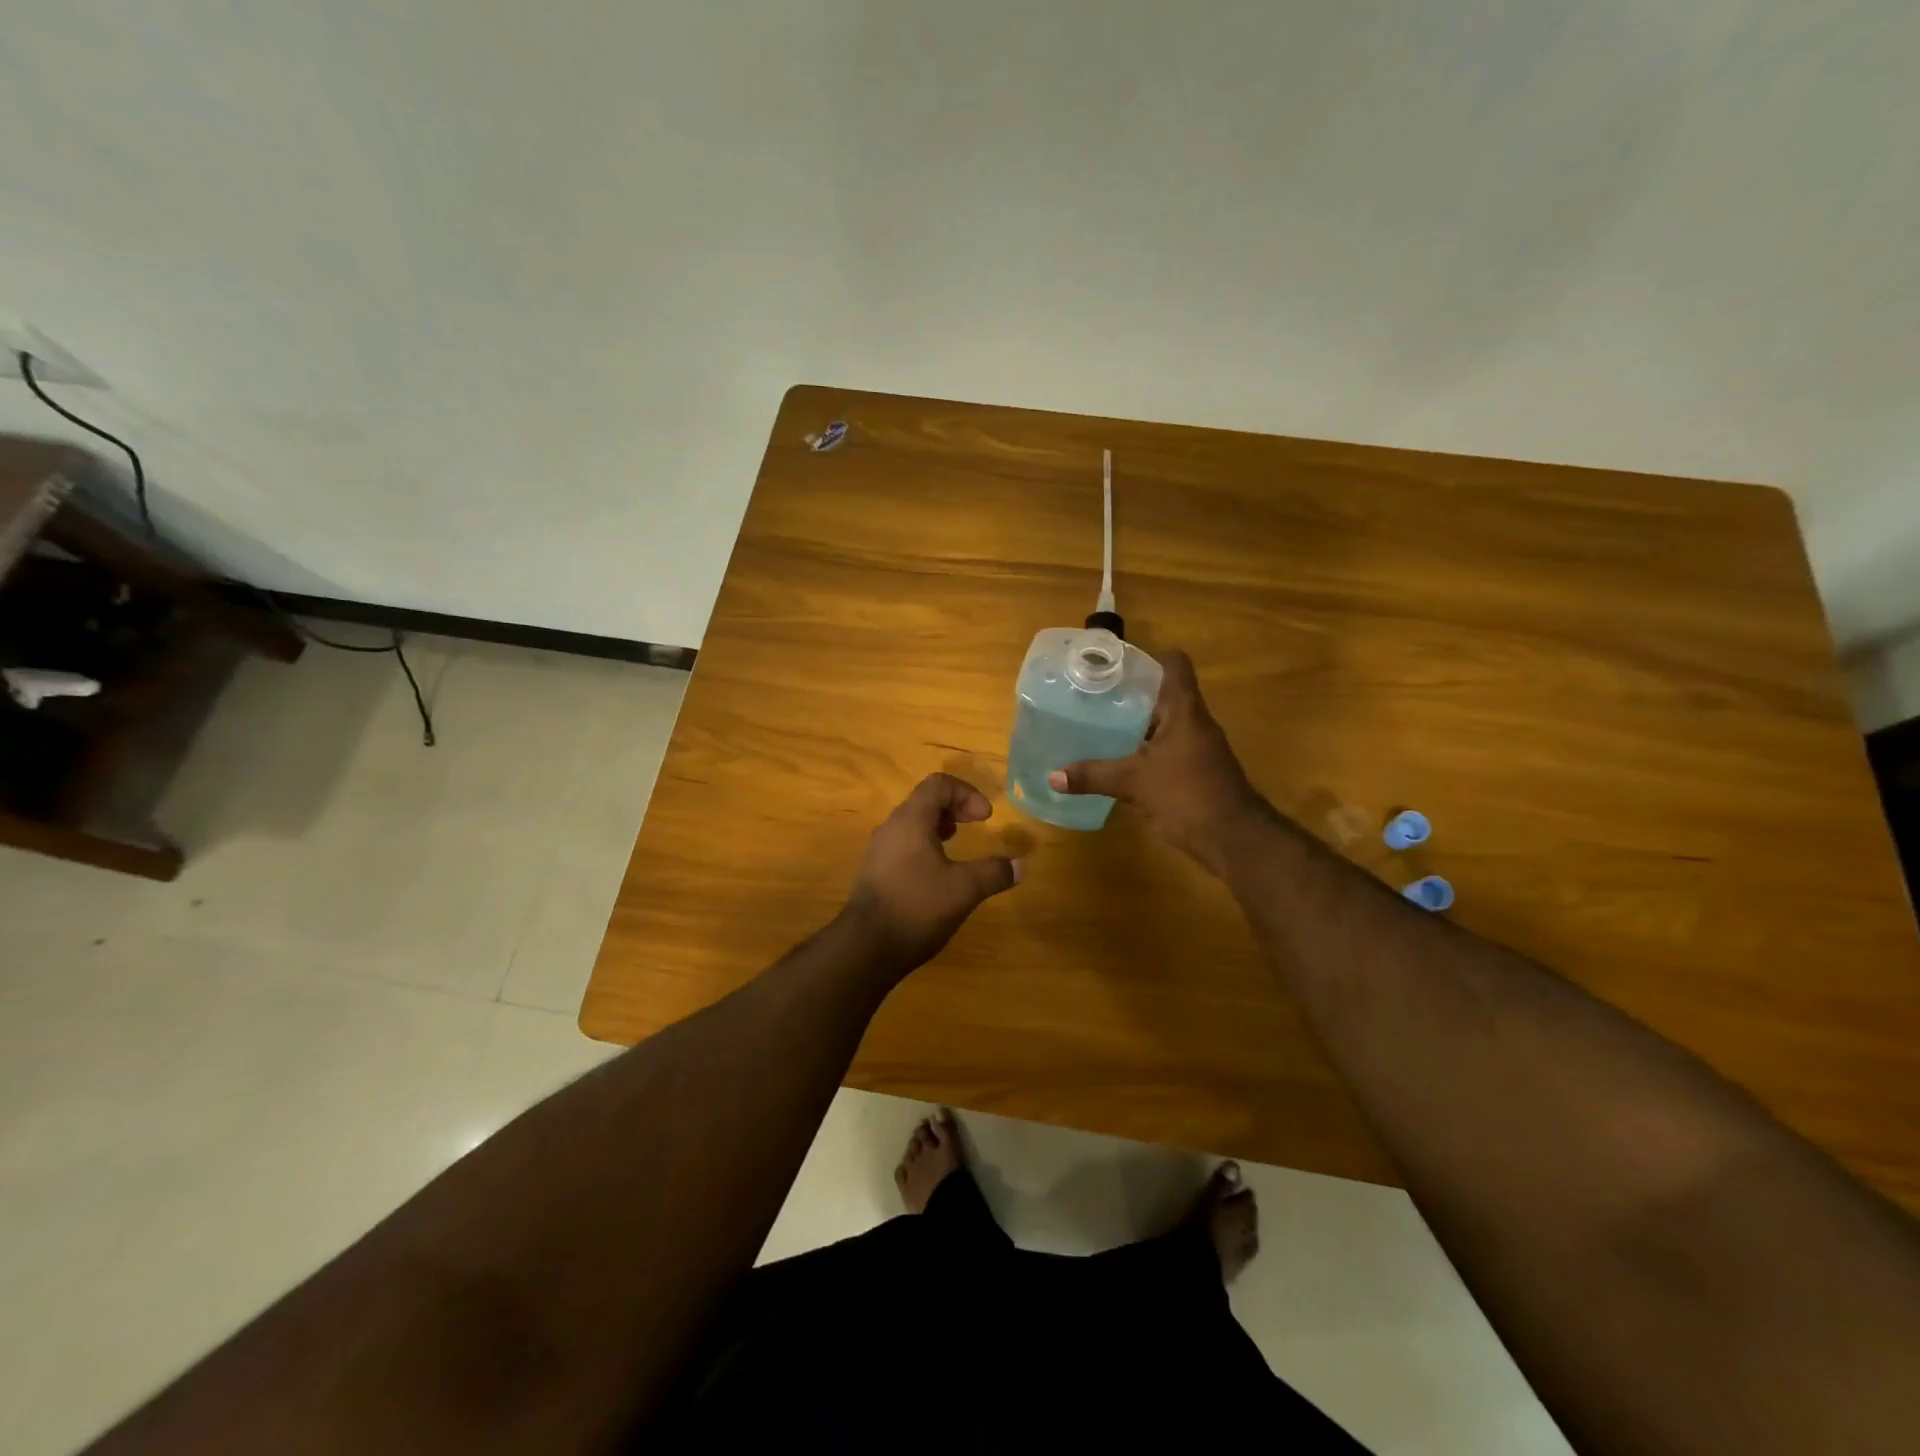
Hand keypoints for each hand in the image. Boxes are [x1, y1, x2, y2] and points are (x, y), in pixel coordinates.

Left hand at [844, 773, 1022, 974]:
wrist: (867, 947)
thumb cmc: (917, 907)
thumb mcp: (964, 889)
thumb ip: (994, 873)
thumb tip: (1021, 865)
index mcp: (911, 820)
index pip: (939, 784)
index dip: (967, 793)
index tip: (985, 818)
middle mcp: (891, 827)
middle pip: (925, 800)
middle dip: (955, 808)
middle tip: (977, 824)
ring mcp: (880, 850)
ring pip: (913, 823)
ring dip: (939, 826)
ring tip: (957, 844)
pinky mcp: (875, 871)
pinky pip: (903, 844)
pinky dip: (925, 845)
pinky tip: (937, 873)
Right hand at [1048, 649, 1266, 874]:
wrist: (1235, 839)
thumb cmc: (1189, 795)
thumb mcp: (1135, 783)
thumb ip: (1094, 775)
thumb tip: (1052, 776)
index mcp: (1185, 710)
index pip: (1174, 665)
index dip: (1148, 658)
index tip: (1115, 663)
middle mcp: (1194, 723)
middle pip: (1163, 695)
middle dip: (1129, 695)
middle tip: (1091, 695)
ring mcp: (1197, 749)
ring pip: (1162, 725)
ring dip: (1135, 725)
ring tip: (1096, 725)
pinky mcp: (1194, 772)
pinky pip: (1164, 752)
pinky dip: (1142, 752)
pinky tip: (1116, 761)